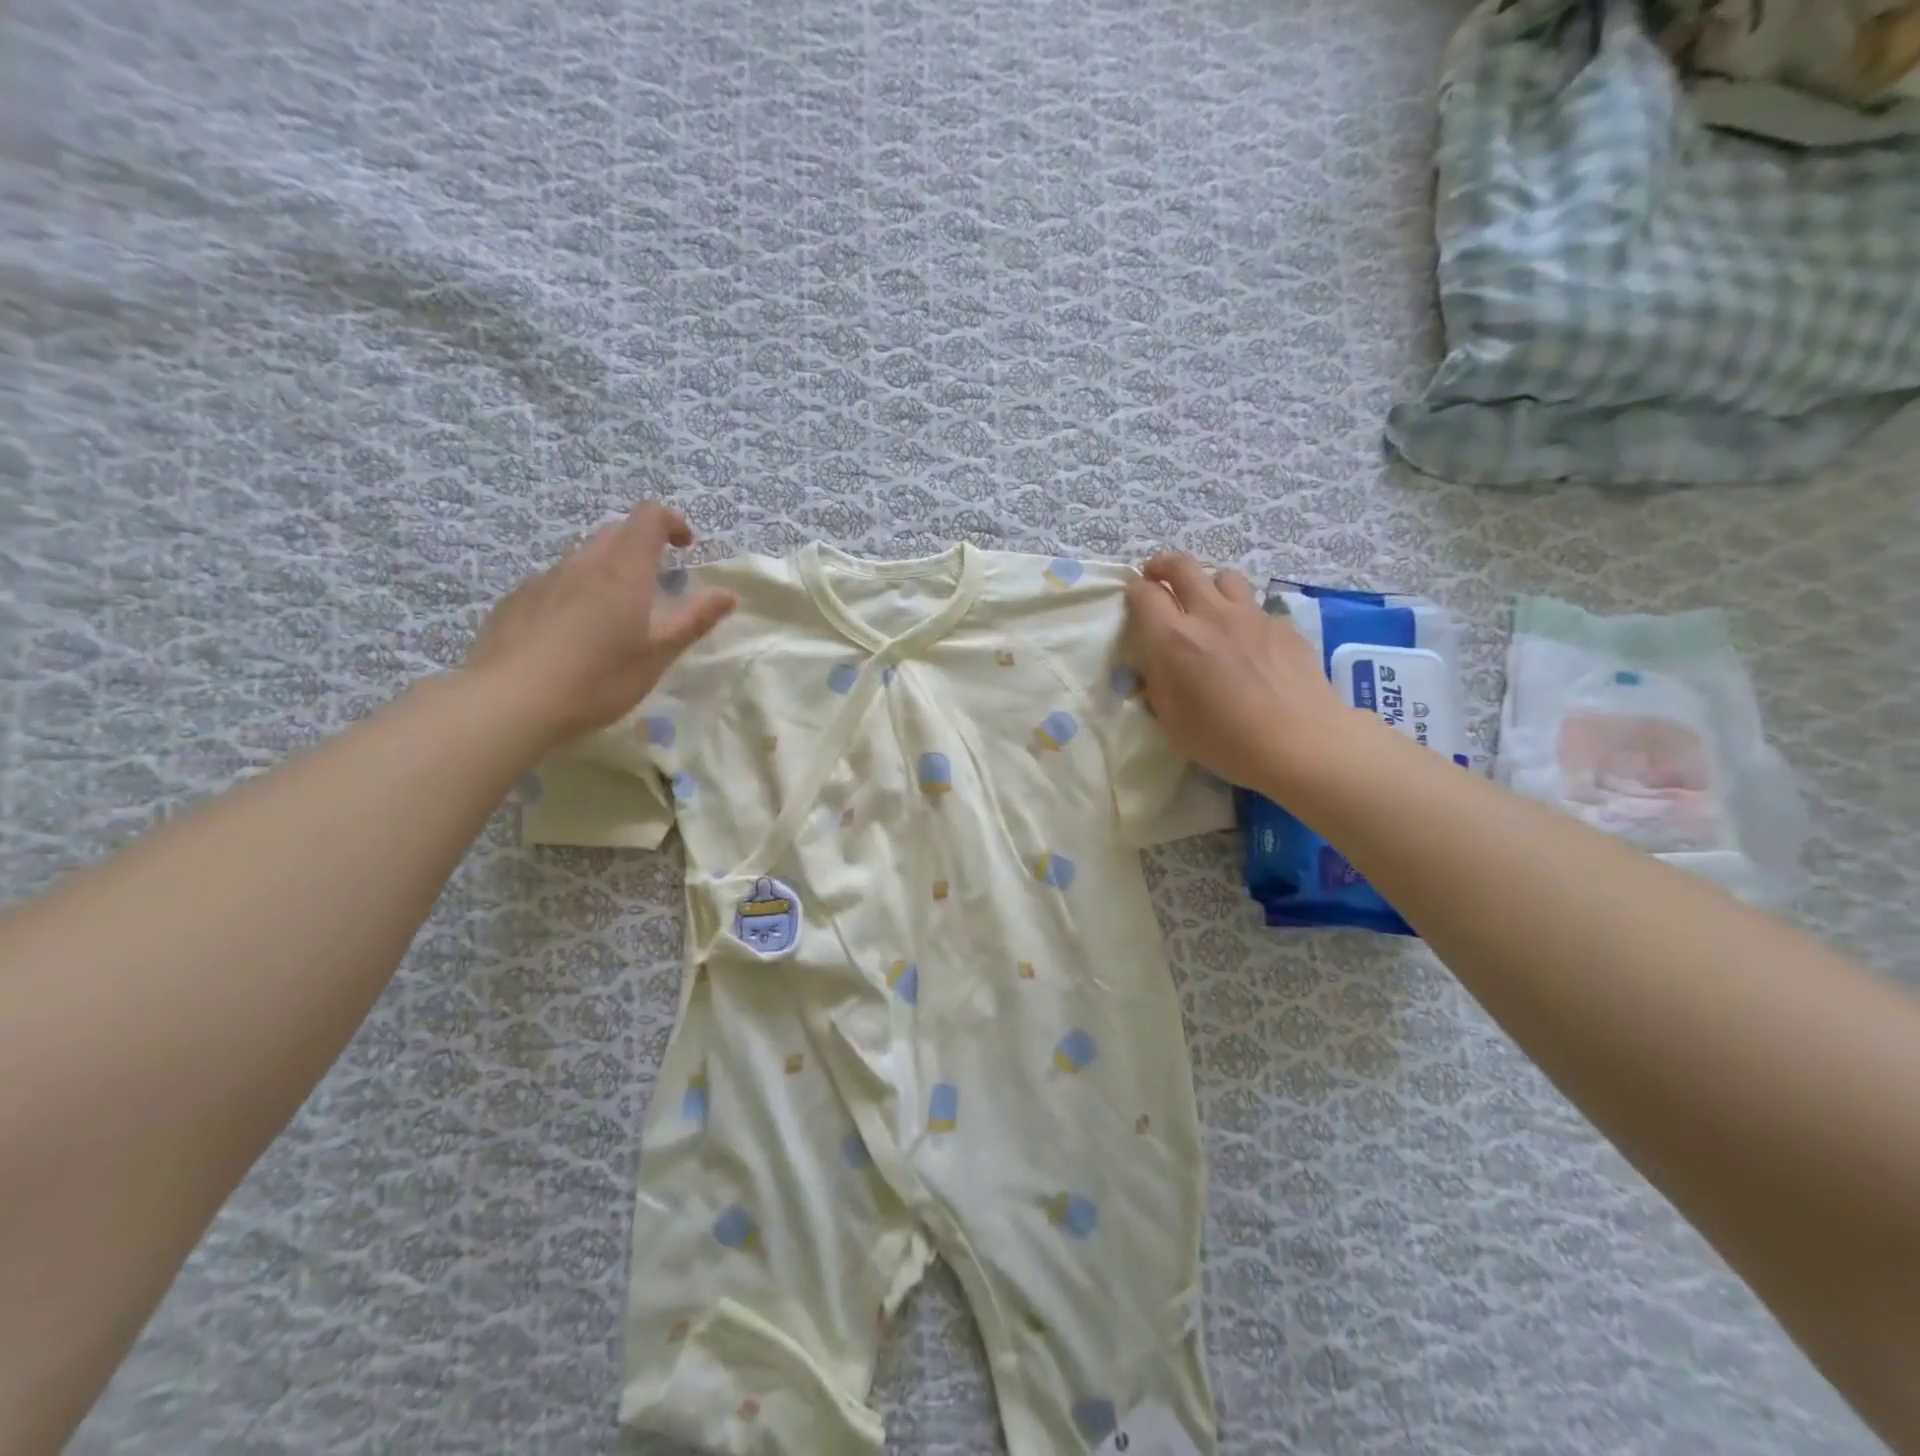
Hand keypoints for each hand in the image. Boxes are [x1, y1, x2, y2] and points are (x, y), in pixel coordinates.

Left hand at [465, 502, 735, 746]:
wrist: (510, 701)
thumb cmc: (598, 678)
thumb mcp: (658, 655)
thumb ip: (694, 620)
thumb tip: (727, 593)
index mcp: (623, 570)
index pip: (648, 517)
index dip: (671, 521)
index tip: (685, 547)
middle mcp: (582, 564)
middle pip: (615, 533)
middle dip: (640, 546)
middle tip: (655, 585)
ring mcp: (543, 580)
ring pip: (582, 559)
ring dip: (606, 572)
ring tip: (613, 617)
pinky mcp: (515, 601)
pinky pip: (553, 584)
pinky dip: (573, 594)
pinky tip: (570, 636)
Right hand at [1123, 553, 1348, 794]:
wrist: (1300, 742)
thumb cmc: (1226, 741)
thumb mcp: (1172, 722)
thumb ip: (1157, 684)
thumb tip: (1154, 663)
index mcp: (1175, 640)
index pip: (1145, 595)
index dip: (1134, 590)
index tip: (1133, 596)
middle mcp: (1210, 615)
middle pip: (1183, 566)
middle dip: (1163, 565)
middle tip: (1158, 576)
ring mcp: (1251, 616)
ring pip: (1223, 576)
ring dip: (1208, 584)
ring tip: (1207, 604)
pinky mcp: (1282, 625)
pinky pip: (1255, 606)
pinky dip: (1243, 614)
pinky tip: (1248, 641)